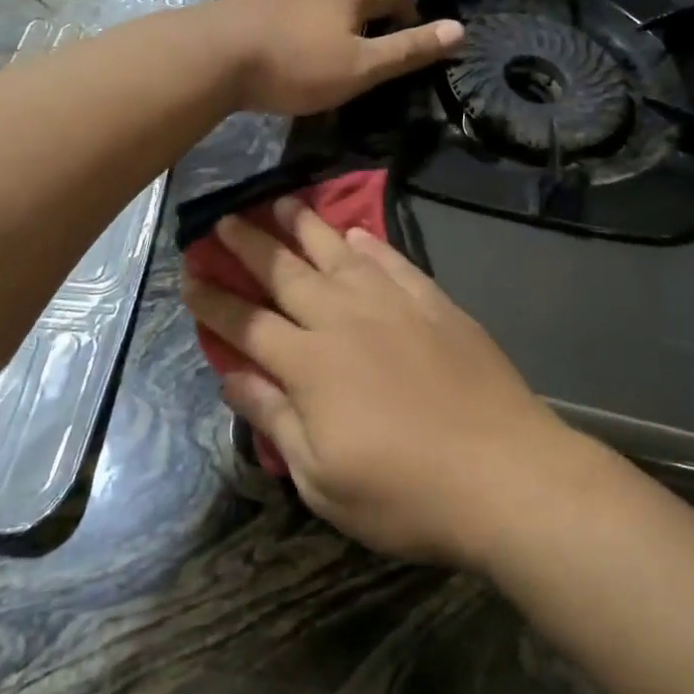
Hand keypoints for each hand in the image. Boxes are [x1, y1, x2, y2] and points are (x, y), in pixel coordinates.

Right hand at [181, 198, 582, 568]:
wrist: (504, 472)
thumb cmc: (405, 492)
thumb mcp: (321, 478)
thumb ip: (273, 418)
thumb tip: (230, 374)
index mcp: (310, 364)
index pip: (247, 323)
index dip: (214, 300)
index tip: (188, 276)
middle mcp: (344, 319)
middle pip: (285, 272)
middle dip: (248, 245)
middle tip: (222, 220)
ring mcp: (392, 304)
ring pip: (336, 252)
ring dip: (303, 226)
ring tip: (280, 201)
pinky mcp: (433, 302)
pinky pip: (391, 260)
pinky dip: (368, 243)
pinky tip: (355, 232)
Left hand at [198, 0, 464, 115]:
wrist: (214, 54)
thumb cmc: (294, 65)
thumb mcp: (360, 68)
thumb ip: (408, 50)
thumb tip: (460, 30)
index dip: (412, 8)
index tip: (418, 25)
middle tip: (381, 11)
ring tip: (341, 17)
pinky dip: (308, 0)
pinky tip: (297, 22)